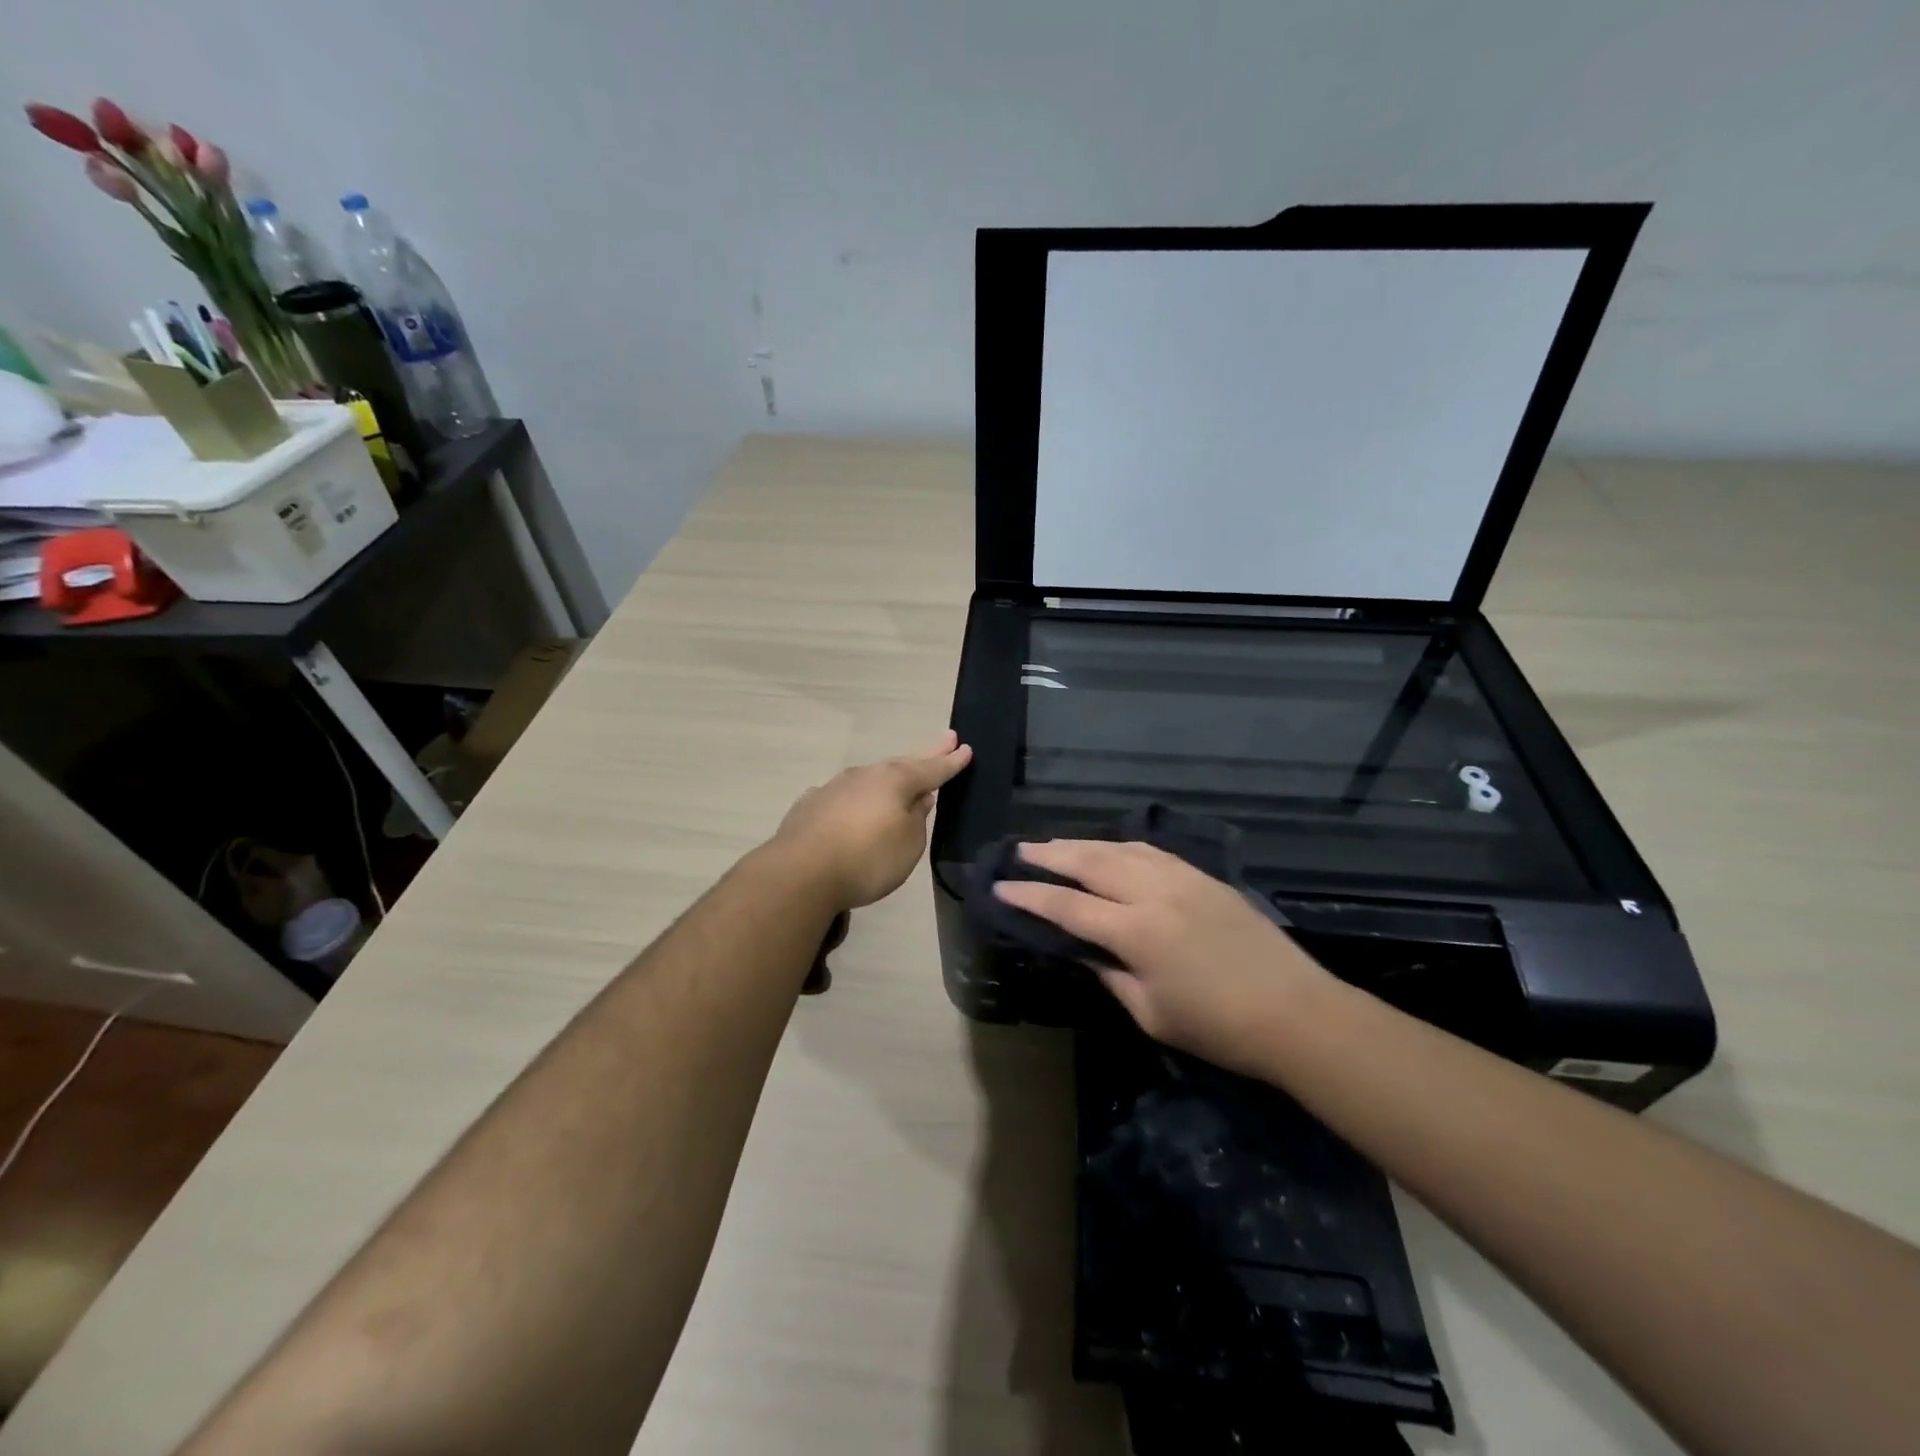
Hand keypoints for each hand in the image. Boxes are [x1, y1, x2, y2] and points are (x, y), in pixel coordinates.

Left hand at [771, 731, 973, 909]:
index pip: (931, 769)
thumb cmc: (867, 859)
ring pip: (870, 777)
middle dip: (925, 754)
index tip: (966, 748)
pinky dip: (855, 797)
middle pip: (901, 764)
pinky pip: (843, 796)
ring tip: (902, 775)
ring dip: (888, 776)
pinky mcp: (810, 806)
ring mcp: (833, 788)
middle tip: (946, 739)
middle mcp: (864, 776)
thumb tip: (918, 800)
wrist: (800, 873)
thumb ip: (917, 819)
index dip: (950, 762)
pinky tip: (852, 802)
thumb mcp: (909, 844)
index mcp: (894, 781)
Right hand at [993, 840, 1331, 1075]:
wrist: (1297, 1013)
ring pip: (1120, 848)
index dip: (1030, 896)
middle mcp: (1155, 893)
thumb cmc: (1219, 1028)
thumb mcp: (1151, 1014)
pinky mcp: (1204, 877)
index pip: (1068, 907)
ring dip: (1082, 844)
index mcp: (1137, 932)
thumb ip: (1111, 975)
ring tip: (1055, 845)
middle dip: (1049, 854)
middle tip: (1018, 850)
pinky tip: (1110, 849)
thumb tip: (1084, 950)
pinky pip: (1151, 851)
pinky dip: (1121, 846)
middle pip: (1090, 862)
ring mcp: (1182, 879)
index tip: (1000, 886)